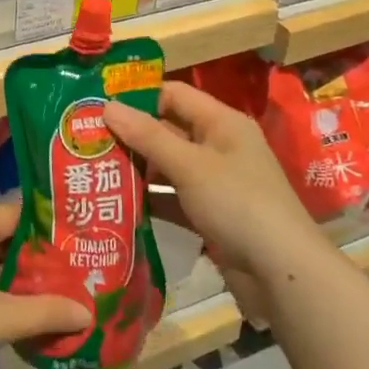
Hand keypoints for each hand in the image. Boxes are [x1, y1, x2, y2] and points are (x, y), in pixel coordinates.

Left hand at [0, 202, 90, 368]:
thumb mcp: (1, 320)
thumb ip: (46, 311)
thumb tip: (87, 312)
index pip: (19, 213)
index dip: (48, 229)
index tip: (75, 246)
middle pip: (2, 232)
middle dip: (32, 254)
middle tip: (67, 273)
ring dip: (10, 270)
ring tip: (44, 291)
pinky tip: (6, 304)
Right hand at [104, 81, 317, 281]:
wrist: (282, 273)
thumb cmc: (237, 203)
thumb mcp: (189, 165)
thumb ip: (147, 136)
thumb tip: (107, 106)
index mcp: (222, 122)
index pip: (173, 95)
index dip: (138, 97)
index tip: (98, 106)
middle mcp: (219, 146)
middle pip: (168, 130)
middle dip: (131, 136)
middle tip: (87, 141)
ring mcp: (216, 183)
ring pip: (168, 166)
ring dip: (138, 169)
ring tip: (94, 171)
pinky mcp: (211, 214)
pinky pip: (174, 198)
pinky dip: (151, 200)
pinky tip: (118, 205)